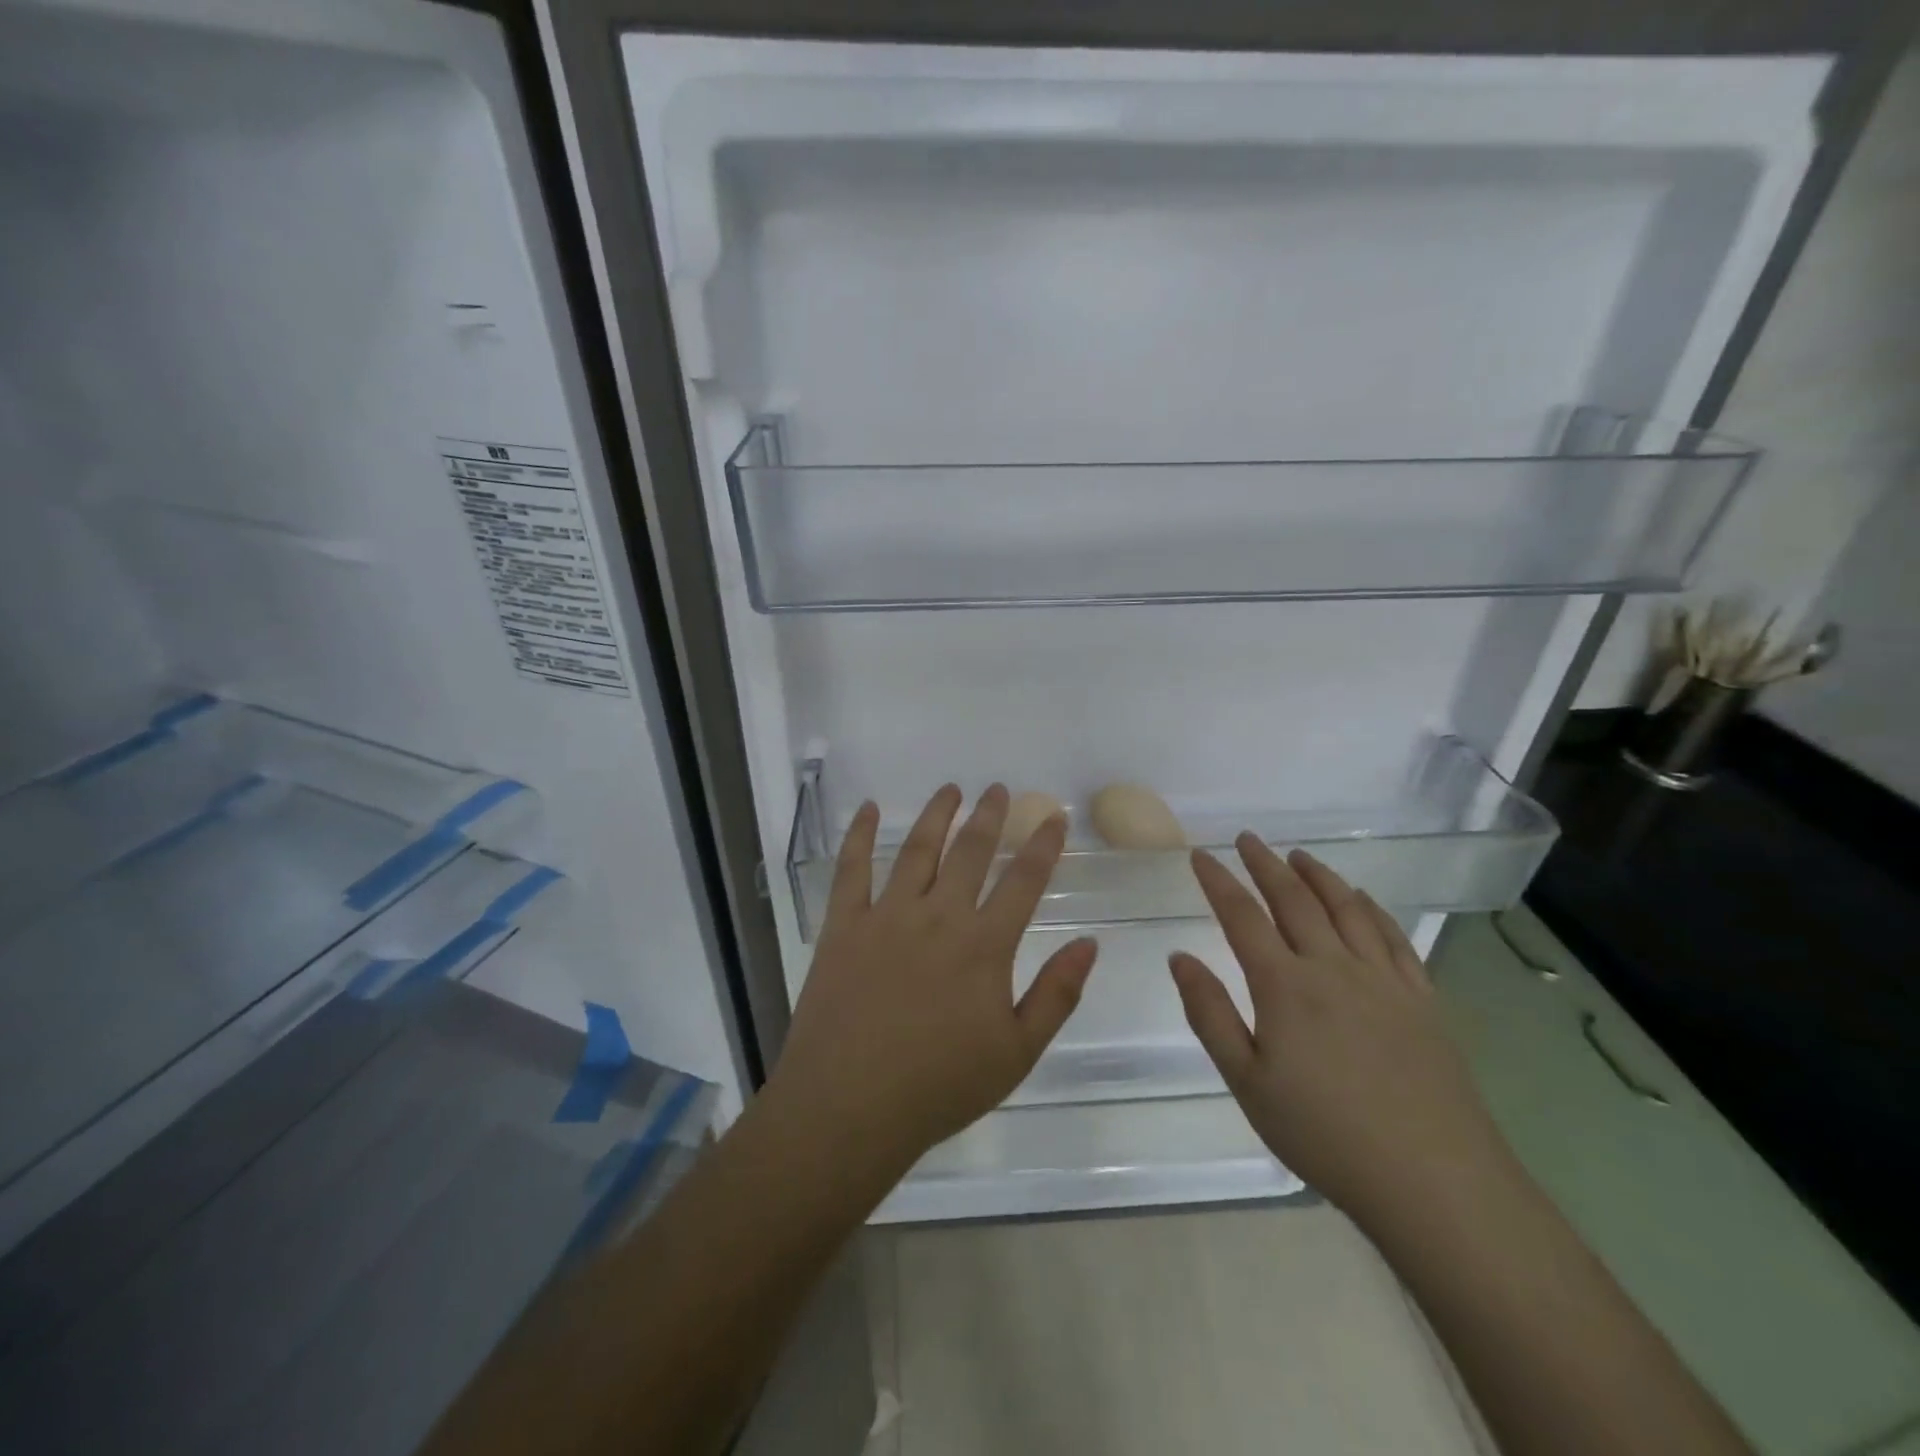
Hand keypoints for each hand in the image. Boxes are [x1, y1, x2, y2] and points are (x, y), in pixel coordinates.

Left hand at [768, 784, 1098, 1181]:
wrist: (849, 1106)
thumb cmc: (939, 1086)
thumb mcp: (1016, 1053)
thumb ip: (1056, 994)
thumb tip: (1089, 944)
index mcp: (984, 945)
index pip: (1023, 881)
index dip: (1043, 845)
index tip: (1053, 816)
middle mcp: (938, 916)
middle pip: (970, 852)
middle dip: (989, 816)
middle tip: (998, 789)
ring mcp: (887, 915)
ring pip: (917, 849)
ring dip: (937, 814)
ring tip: (950, 789)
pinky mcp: (844, 925)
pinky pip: (852, 869)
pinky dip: (859, 835)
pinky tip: (867, 809)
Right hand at [1170, 837, 1510, 1227]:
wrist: (1434, 1181)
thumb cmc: (1325, 1135)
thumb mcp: (1247, 1082)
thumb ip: (1210, 1014)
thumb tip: (1180, 956)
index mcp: (1285, 986)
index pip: (1242, 917)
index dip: (1218, 882)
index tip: (1200, 855)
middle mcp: (1332, 967)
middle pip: (1294, 900)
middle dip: (1266, 865)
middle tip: (1247, 839)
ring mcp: (1383, 980)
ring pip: (1346, 909)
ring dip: (1319, 876)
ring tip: (1299, 855)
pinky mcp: (1422, 1000)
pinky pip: (1393, 938)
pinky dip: (1372, 909)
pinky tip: (1363, 899)